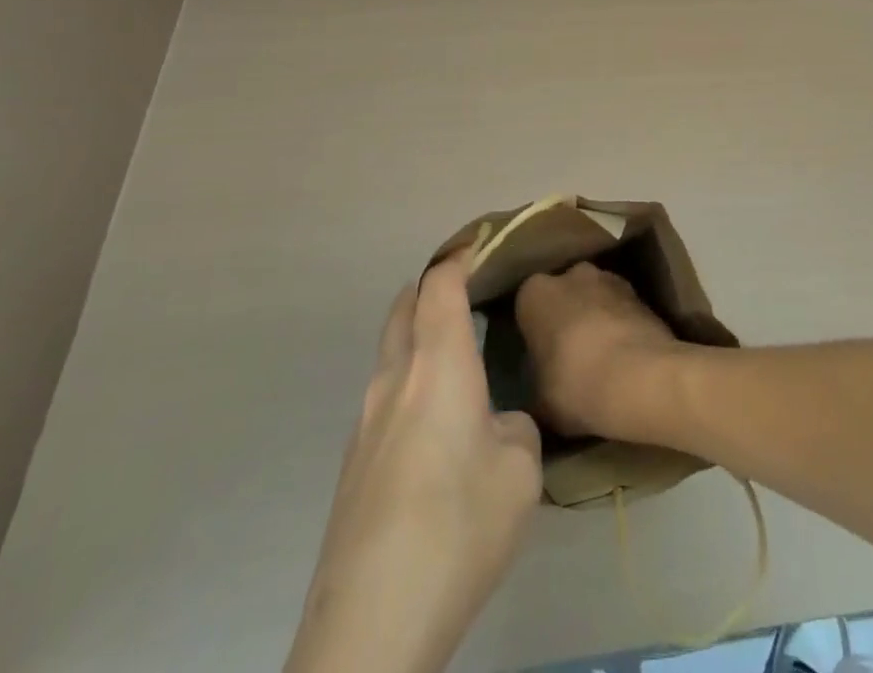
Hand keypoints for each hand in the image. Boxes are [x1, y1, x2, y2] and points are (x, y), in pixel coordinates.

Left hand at [285, 253, 541, 672]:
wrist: (369, 626)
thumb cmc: (457, 526)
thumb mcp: (520, 471)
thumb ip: (515, 428)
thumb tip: (496, 425)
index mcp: (437, 364)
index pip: (440, 283)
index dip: (462, 256)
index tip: (488, 247)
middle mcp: (394, 379)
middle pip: (404, 306)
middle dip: (435, 289)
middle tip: (474, 295)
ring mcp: (364, 422)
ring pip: (391, 353)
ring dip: (420, 338)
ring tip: (463, 361)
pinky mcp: (352, 464)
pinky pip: (385, 396)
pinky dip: (411, 382)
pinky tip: (439, 428)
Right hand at [514, 262, 685, 442]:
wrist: (640, 378)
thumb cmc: (575, 385)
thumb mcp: (539, 401)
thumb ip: (535, 386)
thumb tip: (539, 392)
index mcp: (535, 293)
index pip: (527, 307)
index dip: (534, 332)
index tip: (540, 357)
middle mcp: (571, 274)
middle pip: (564, 295)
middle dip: (566, 317)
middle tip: (569, 356)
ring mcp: (610, 278)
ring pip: (595, 298)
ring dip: (596, 318)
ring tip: (602, 358)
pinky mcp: (640, 292)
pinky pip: (621, 308)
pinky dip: (621, 325)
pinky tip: (625, 356)